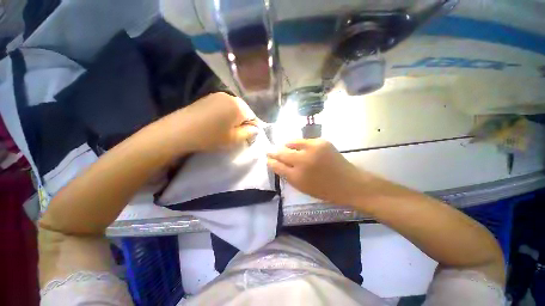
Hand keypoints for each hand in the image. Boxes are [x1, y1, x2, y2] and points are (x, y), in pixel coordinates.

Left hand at [159, 92, 259, 151]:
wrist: (179, 131)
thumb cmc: (210, 137)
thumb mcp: (234, 139)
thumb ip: (249, 133)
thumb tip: (255, 129)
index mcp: (238, 106)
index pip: (253, 116)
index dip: (252, 127)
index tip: (248, 137)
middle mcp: (230, 97)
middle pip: (244, 110)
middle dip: (243, 122)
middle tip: (237, 134)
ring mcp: (217, 95)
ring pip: (234, 108)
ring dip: (234, 118)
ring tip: (227, 129)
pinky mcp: (208, 98)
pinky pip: (223, 106)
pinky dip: (225, 114)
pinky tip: (217, 123)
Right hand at [267, 139, 368, 204]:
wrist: (348, 183)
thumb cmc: (324, 190)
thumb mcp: (302, 187)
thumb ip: (288, 176)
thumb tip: (277, 164)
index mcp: (297, 177)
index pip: (277, 166)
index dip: (271, 162)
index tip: (267, 159)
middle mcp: (303, 161)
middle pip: (282, 153)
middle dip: (274, 152)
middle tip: (269, 151)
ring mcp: (312, 149)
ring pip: (291, 143)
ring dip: (285, 145)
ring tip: (283, 146)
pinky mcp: (321, 141)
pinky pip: (303, 141)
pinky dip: (298, 144)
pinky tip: (297, 146)